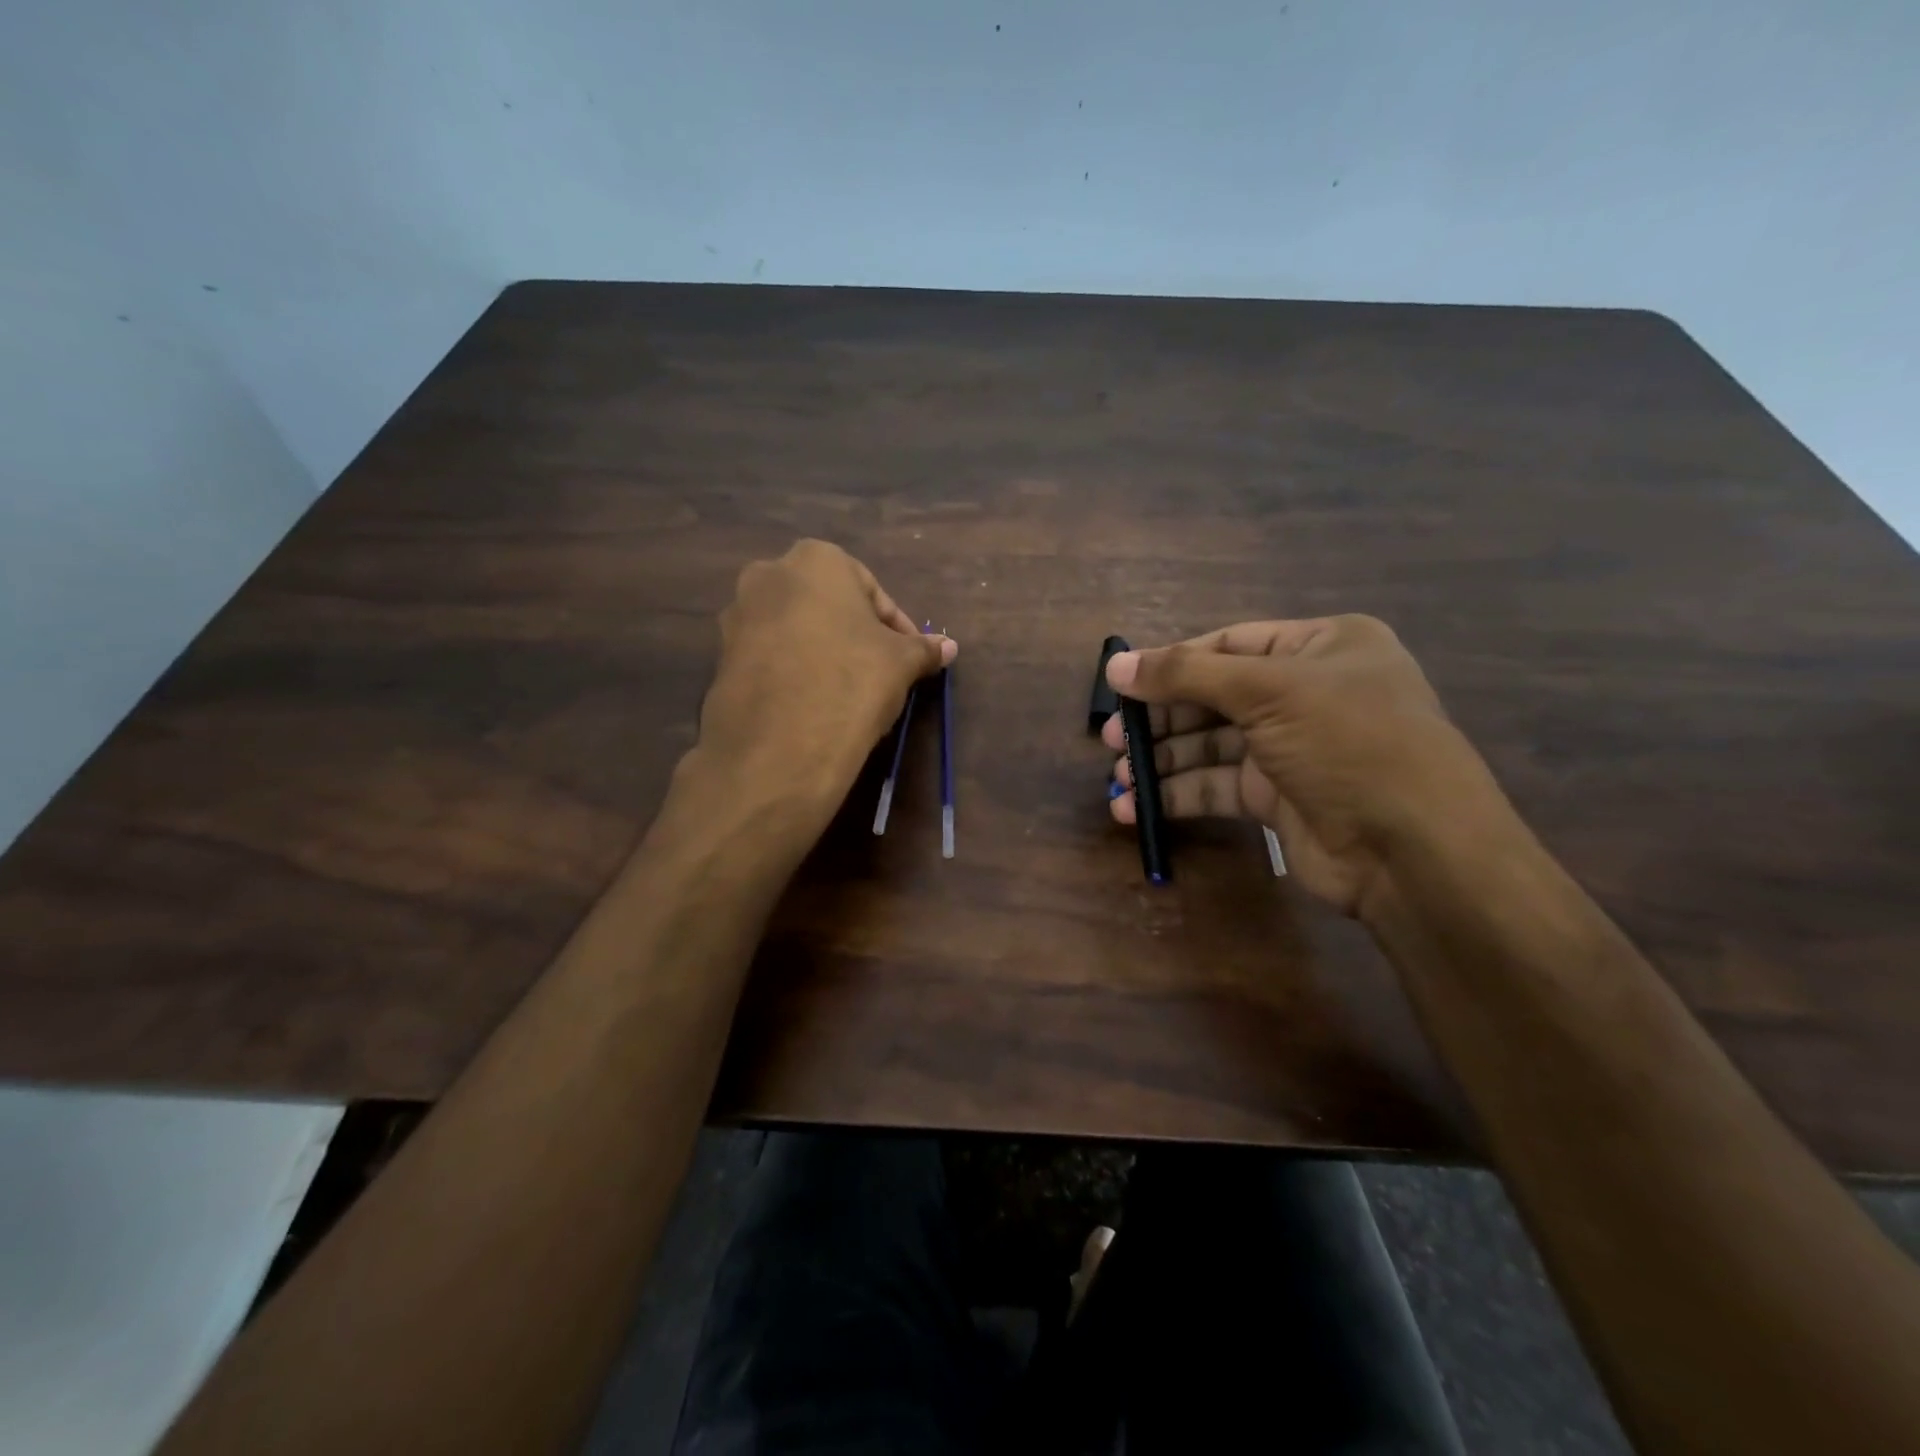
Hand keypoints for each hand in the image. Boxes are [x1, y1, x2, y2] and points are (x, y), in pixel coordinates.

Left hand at [694, 540, 954, 809]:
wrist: (779, 745)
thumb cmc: (851, 681)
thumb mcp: (901, 663)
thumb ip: (923, 649)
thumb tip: (949, 647)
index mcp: (816, 560)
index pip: (871, 591)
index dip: (897, 628)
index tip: (910, 658)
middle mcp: (768, 575)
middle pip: (829, 607)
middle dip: (856, 637)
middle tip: (881, 673)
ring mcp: (738, 617)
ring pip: (797, 632)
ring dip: (825, 654)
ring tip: (849, 694)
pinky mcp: (721, 658)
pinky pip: (772, 658)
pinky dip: (795, 673)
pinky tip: (815, 706)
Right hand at [1103, 615, 1506, 914]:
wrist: (1413, 850)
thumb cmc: (1348, 742)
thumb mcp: (1269, 691)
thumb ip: (1186, 675)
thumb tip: (1115, 665)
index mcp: (1320, 647)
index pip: (1228, 645)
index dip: (1171, 663)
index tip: (1120, 685)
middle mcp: (1306, 693)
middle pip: (1213, 697)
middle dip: (1160, 719)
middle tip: (1110, 739)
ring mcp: (1291, 749)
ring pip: (1209, 746)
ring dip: (1161, 763)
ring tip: (1117, 780)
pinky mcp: (1277, 798)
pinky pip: (1216, 787)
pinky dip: (1176, 795)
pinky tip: (1136, 808)